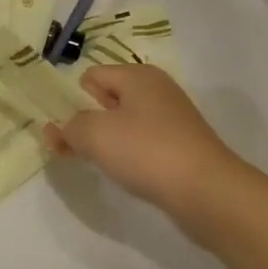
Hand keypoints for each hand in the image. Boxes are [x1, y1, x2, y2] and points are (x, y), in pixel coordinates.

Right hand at [46, 65, 267, 222]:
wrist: (209, 193)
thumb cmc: (147, 152)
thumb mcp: (94, 134)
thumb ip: (69, 127)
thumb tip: (58, 129)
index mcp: (137, 75)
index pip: (90, 77)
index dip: (72, 101)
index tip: (65, 131)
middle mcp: (157, 89)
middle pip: (107, 99)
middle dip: (87, 122)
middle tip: (75, 150)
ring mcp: (173, 118)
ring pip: (125, 123)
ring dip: (108, 141)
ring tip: (101, 164)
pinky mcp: (183, 146)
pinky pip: (144, 143)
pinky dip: (131, 155)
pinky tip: (129, 174)